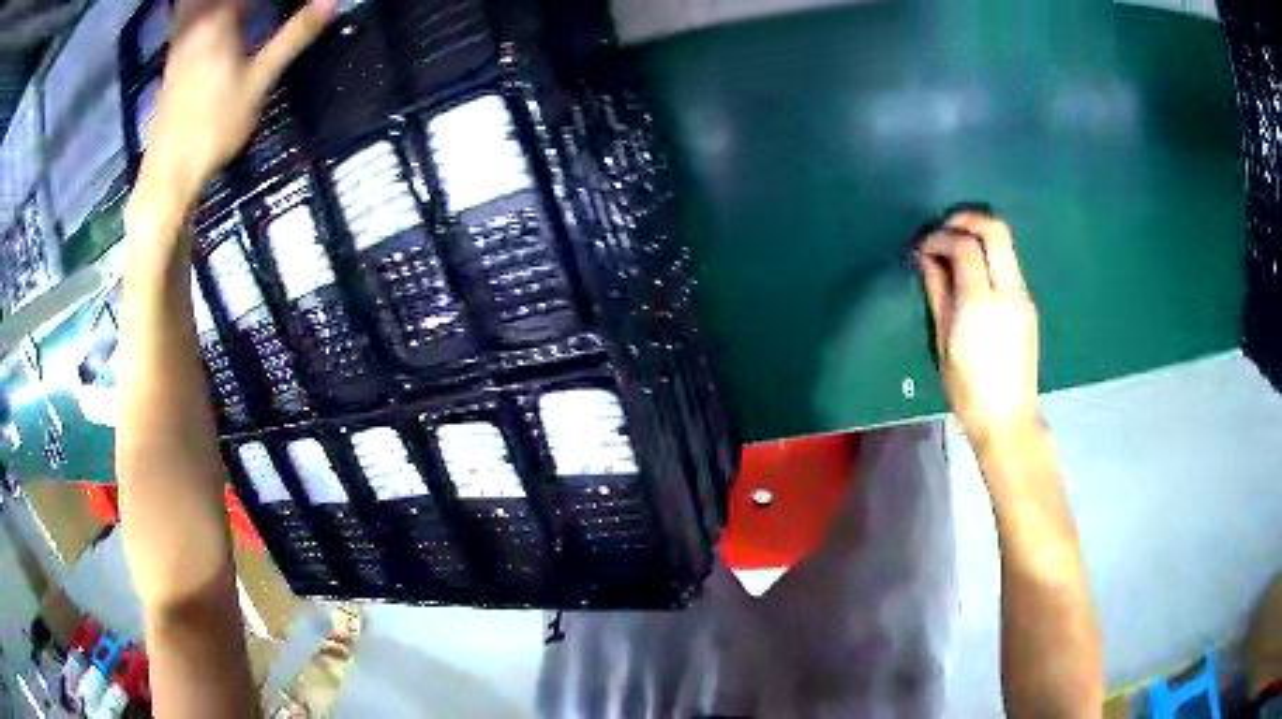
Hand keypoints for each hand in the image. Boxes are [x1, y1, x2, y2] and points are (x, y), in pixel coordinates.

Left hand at [138, 0, 334, 200]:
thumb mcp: (260, 81)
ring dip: (227, 7)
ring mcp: (181, 40)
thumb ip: (294, 35)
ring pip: (200, 5)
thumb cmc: (214, 129)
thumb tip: (332, 0)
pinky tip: (221, 21)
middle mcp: (196, 23)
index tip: (297, 2)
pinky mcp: (174, 58)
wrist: (168, 173)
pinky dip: (208, 13)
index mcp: (219, 20)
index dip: (274, 0)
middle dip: (246, 3)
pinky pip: (192, 16)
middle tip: (266, 9)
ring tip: (245, 15)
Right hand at [919, 211, 1039, 449]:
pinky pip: (1008, 264)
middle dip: (967, 219)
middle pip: (995, 230)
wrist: (1008, 418)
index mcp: (982, 303)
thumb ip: (938, 292)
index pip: (965, 246)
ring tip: (954, 250)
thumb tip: (928, 259)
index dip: (940, 236)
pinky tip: (973, 274)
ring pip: (1005, 243)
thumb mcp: (944, 342)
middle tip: (944, 229)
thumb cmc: (968, 389)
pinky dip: (988, 256)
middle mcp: (1008, 291)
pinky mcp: (1028, 304)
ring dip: (979, 235)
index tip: (922, 246)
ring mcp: (1022, 296)